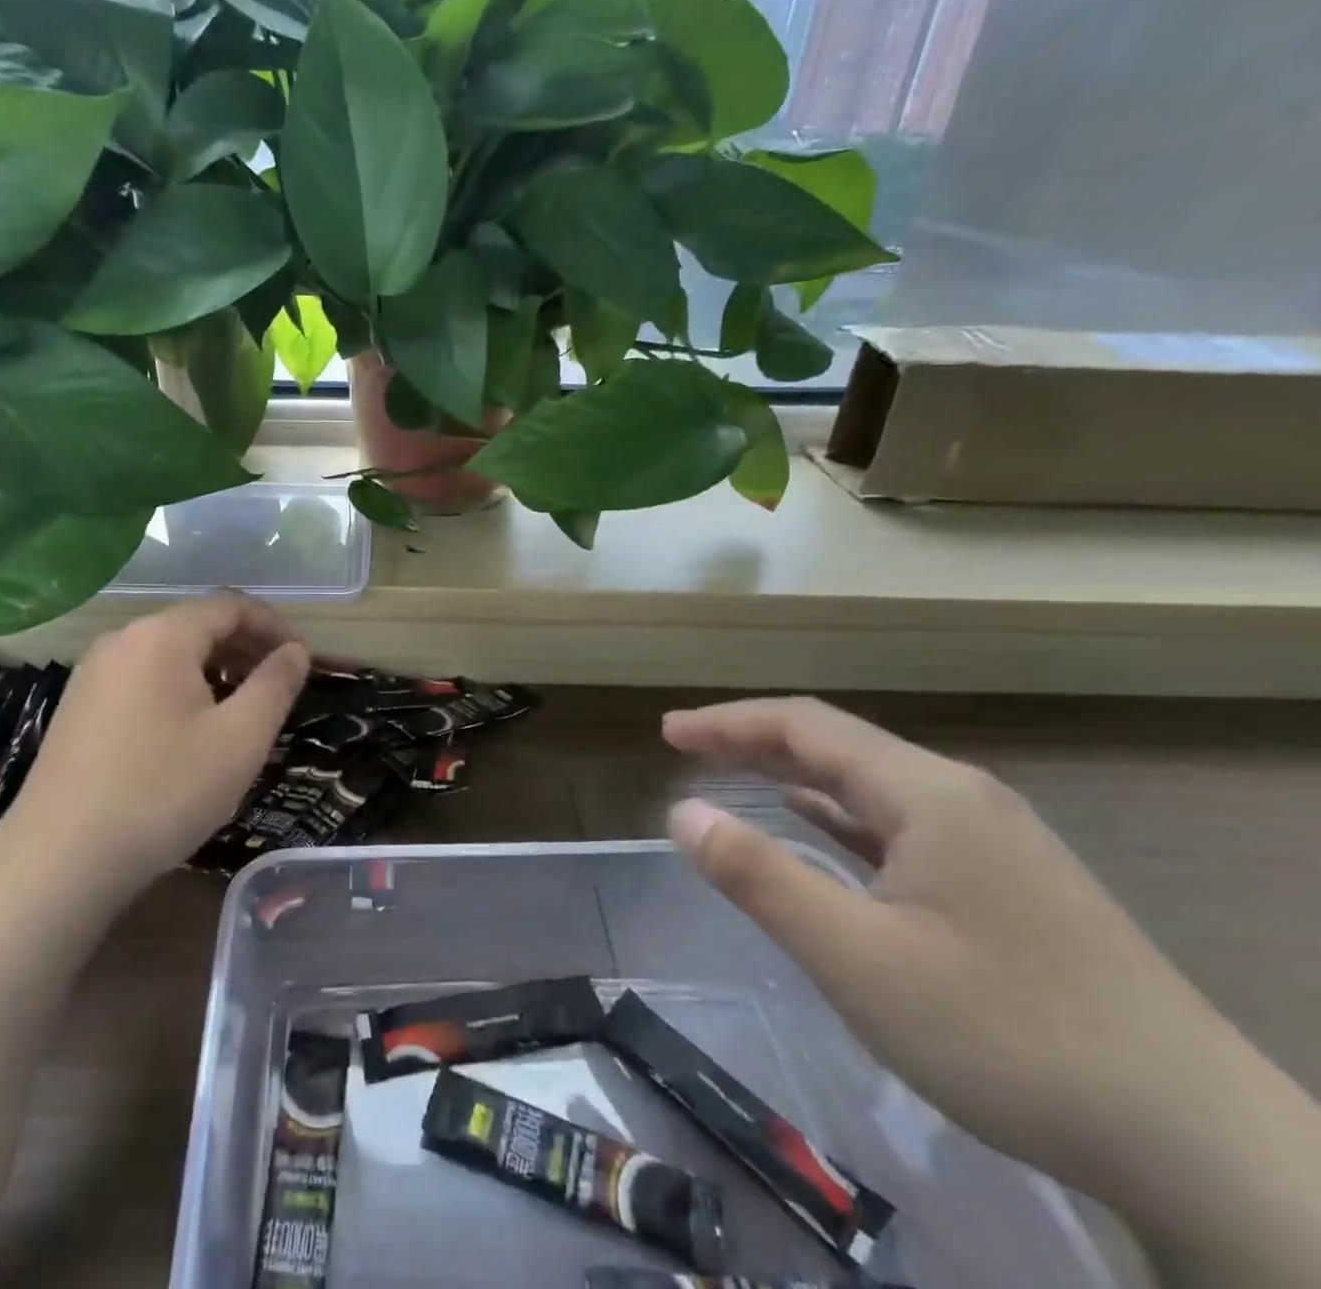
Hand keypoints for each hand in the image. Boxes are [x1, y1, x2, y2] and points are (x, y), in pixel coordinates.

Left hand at [0, 594, 308, 896]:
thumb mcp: (240, 739)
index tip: (303, 657)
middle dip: (245, 647)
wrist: (60, 859)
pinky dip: (179, 686)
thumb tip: (296, 651)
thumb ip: (275, 685)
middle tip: (280, 683)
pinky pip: (142, 677)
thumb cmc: (163, 792)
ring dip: (214, 668)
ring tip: (242, 706)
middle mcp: (122, 640)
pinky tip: (191, 728)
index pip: (231, 606)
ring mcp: (93, 672)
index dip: (274, 625)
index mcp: (162, 636)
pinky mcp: (78, 705)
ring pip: (168, 652)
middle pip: (197, 624)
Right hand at [659, 698, 1243, 1203]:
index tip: (668, 733)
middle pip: (837, 745)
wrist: (1202, 1146)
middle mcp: (961, 797)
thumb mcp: (857, 958)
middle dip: (754, 740)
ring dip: (794, 773)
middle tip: (687, 748)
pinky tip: (816, 824)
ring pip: (869, 784)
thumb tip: (683, 811)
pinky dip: (838, 813)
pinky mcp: (1005, 882)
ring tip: (733, 774)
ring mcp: (991, 840)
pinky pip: (898, 823)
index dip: (727, 722)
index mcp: (927, 794)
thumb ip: (760, 876)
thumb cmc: (1007, 1035)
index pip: (805, 727)